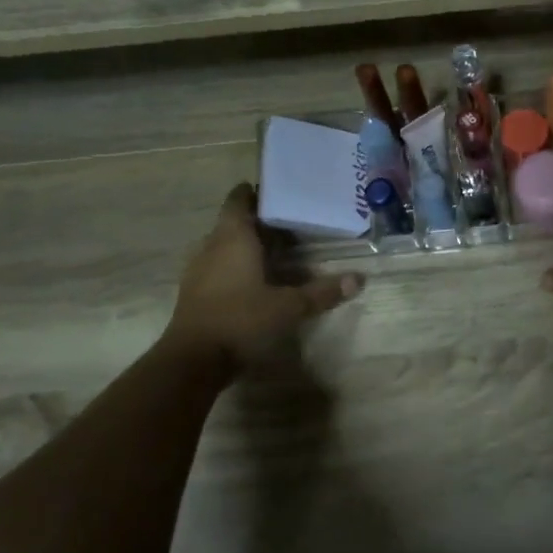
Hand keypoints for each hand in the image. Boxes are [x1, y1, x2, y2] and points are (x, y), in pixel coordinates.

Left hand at [161, 184, 361, 361]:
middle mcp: (212, 246)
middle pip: (235, 222)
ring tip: (280, 250)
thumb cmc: (241, 320)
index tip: (280, 192)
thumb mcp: (289, 307)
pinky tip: (259, 279)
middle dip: (261, 221)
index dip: (256, 192)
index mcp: (233, 238)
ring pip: (225, 245)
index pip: (239, 200)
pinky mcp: (195, 292)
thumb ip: (323, 292)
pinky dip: (238, 265)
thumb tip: (359, 279)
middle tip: (294, 223)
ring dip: (249, 244)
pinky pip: (219, 266)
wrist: (193, 360)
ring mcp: (199, 270)